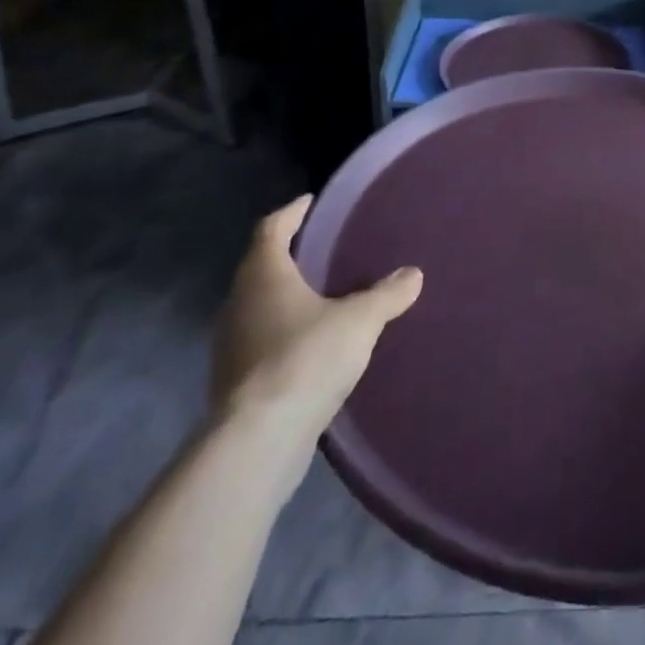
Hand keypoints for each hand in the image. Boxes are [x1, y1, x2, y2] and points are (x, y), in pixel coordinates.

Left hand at [213, 197, 421, 447]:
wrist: (258, 442)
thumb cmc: (306, 359)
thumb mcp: (360, 320)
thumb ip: (387, 294)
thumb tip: (413, 273)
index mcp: (263, 275)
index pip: (271, 228)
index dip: (291, 212)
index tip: (310, 202)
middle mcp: (239, 303)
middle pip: (261, 267)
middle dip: (290, 256)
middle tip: (324, 248)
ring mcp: (231, 346)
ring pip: (259, 306)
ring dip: (286, 297)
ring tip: (323, 296)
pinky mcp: (235, 383)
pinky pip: (261, 342)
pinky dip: (284, 333)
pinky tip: (312, 344)